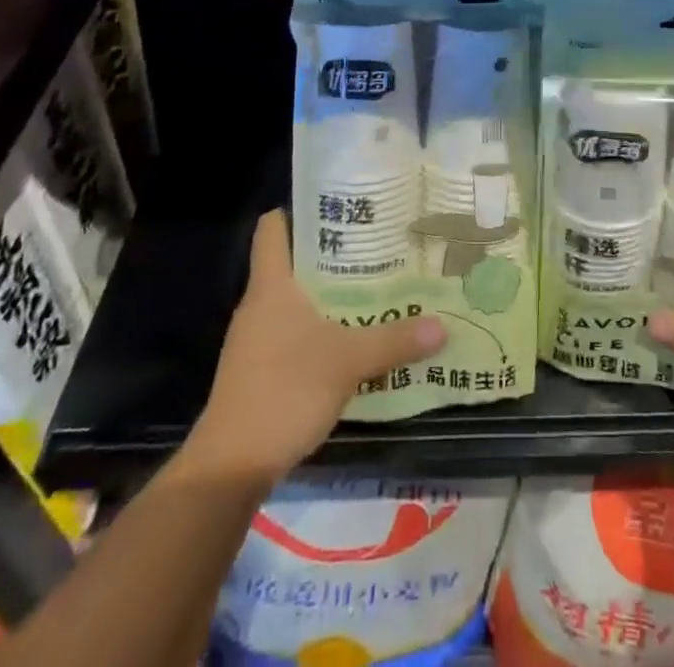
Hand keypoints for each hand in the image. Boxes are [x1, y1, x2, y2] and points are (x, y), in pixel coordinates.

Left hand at [179, 210, 444, 485]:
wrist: (230, 467)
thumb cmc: (284, 392)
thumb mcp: (348, 362)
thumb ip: (395, 341)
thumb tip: (443, 325)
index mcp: (272, 285)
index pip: (274, 227)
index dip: (301, 209)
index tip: (341, 205)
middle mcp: (260, 304)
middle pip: (294, 261)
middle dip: (334, 253)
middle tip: (379, 244)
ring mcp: (256, 339)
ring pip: (296, 299)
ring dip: (330, 293)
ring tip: (375, 286)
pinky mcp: (259, 369)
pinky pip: (293, 332)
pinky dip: (321, 327)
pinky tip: (354, 337)